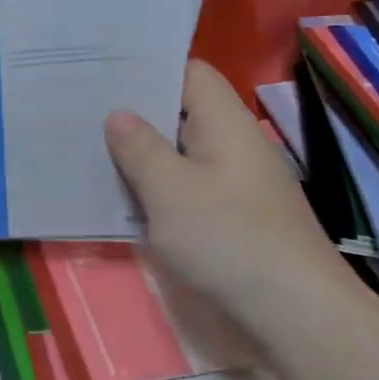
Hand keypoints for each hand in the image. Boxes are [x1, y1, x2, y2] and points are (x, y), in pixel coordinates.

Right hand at [104, 61, 343, 323]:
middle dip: (137, 115)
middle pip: (184, 112)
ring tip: (93, 152)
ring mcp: (237, 182)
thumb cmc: (228, 239)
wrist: (294, 310)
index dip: (149, 69)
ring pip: (184, 153)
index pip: (190, 73)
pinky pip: (191, 187)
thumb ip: (140, 149)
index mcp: (226, 123)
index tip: (104, 76)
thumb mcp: (170, 191)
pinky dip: (161, 188)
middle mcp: (235, 144)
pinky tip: (128, 200)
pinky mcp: (235, 217)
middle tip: (84, 114)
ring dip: (145, 156)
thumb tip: (119, 114)